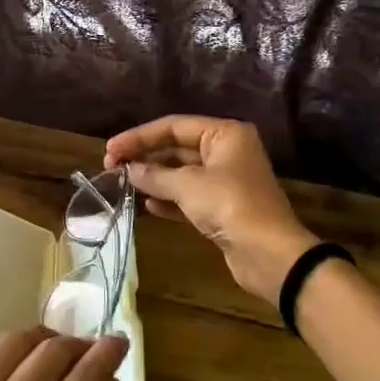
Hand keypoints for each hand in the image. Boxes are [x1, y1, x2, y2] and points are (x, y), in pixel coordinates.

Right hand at [106, 115, 316, 304]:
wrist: (269, 254)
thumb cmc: (230, 206)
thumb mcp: (188, 185)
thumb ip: (154, 175)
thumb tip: (128, 170)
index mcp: (224, 135)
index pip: (173, 126)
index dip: (139, 136)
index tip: (110, 150)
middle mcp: (227, 152)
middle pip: (176, 147)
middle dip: (145, 156)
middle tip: (112, 167)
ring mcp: (226, 180)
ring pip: (181, 173)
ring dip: (154, 178)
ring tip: (124, 184)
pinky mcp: (223, 207)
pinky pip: (189, 196)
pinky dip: (168, 198)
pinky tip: (147, 204)